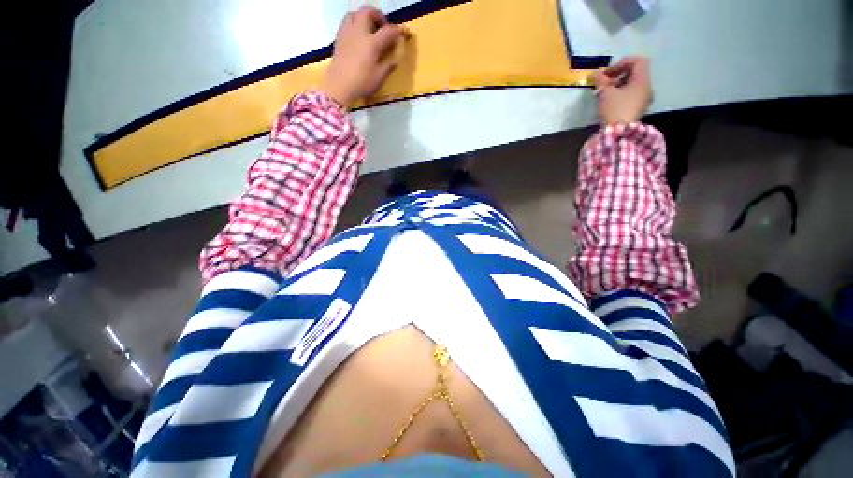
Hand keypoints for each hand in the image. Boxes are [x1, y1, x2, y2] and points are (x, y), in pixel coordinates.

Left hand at [321, 6, 407, 107]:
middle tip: (383, 27)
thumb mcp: (380, 77)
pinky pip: (347, 23)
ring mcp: (347, 33)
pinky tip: (358, 37)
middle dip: (378, 16)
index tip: (404, 33)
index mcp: (372, 42)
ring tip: (369, 29)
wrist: (339, 87)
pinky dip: (355, 24)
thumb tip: (397, 54)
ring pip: (355, 13)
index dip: (398, 31)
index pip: (388, 31)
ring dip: (364, 17)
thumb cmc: (362, 83)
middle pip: (368, 12)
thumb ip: (389, 63)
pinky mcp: (339, 38)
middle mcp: (359, 32)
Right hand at [593, 57, 652, 125]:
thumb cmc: (614, 109)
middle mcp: (647, 88)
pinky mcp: (639, 109)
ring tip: (606, 93)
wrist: (619, 133)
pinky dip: (622, 94)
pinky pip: (632, 95)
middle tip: (605, 82)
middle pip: (636, 73)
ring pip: (634, 85)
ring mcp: (645, 99)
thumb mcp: (605, 93)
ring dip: (620, 85)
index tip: (609, 72)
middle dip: (620, 75)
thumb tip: (596, 73)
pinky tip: (611, 101)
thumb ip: (601, 80)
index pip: (638, 61)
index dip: (623, 62)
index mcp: (642, 80)